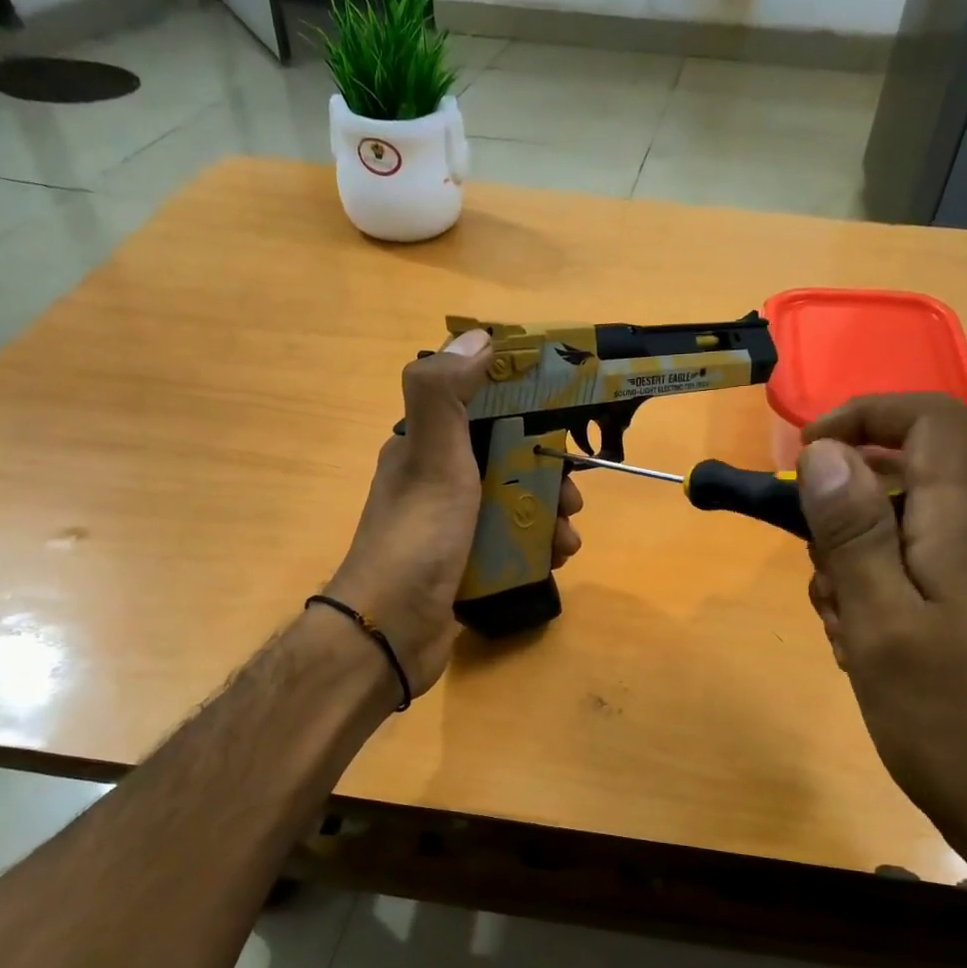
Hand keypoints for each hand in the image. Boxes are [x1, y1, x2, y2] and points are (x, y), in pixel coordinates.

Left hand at [325, 330, 582, 697]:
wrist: (392, 632)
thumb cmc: (418, 537)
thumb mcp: (432, 457)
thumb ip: (445, 392)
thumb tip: (478, 336)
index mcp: (425, 447)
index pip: (481, 408)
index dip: (526, 408)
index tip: (565, 421)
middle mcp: (437, 481)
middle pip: (507, 459)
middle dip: (548, 473)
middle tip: (574, 497)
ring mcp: (452, 526)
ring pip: (515, 504)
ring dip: (550, 514)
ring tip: (568, 537)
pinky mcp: (465, 564)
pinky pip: (511, 543)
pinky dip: (538, 547)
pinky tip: (557, 560)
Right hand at [796, 393, 966, 838]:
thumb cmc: (945, 716)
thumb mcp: (881, 620)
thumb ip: (852, 532)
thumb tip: (825, 451)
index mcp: (958, 526)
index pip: (928, 421)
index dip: (865, 415)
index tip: (806, 457)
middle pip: (894, 479)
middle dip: (837, 516)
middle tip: (824, 579)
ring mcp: (962, 579)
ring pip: (884, 533)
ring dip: (844, 567)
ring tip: (842, 628)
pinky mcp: (953, 614)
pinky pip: (895, 577)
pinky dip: (862, 598)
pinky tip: (857, 650)